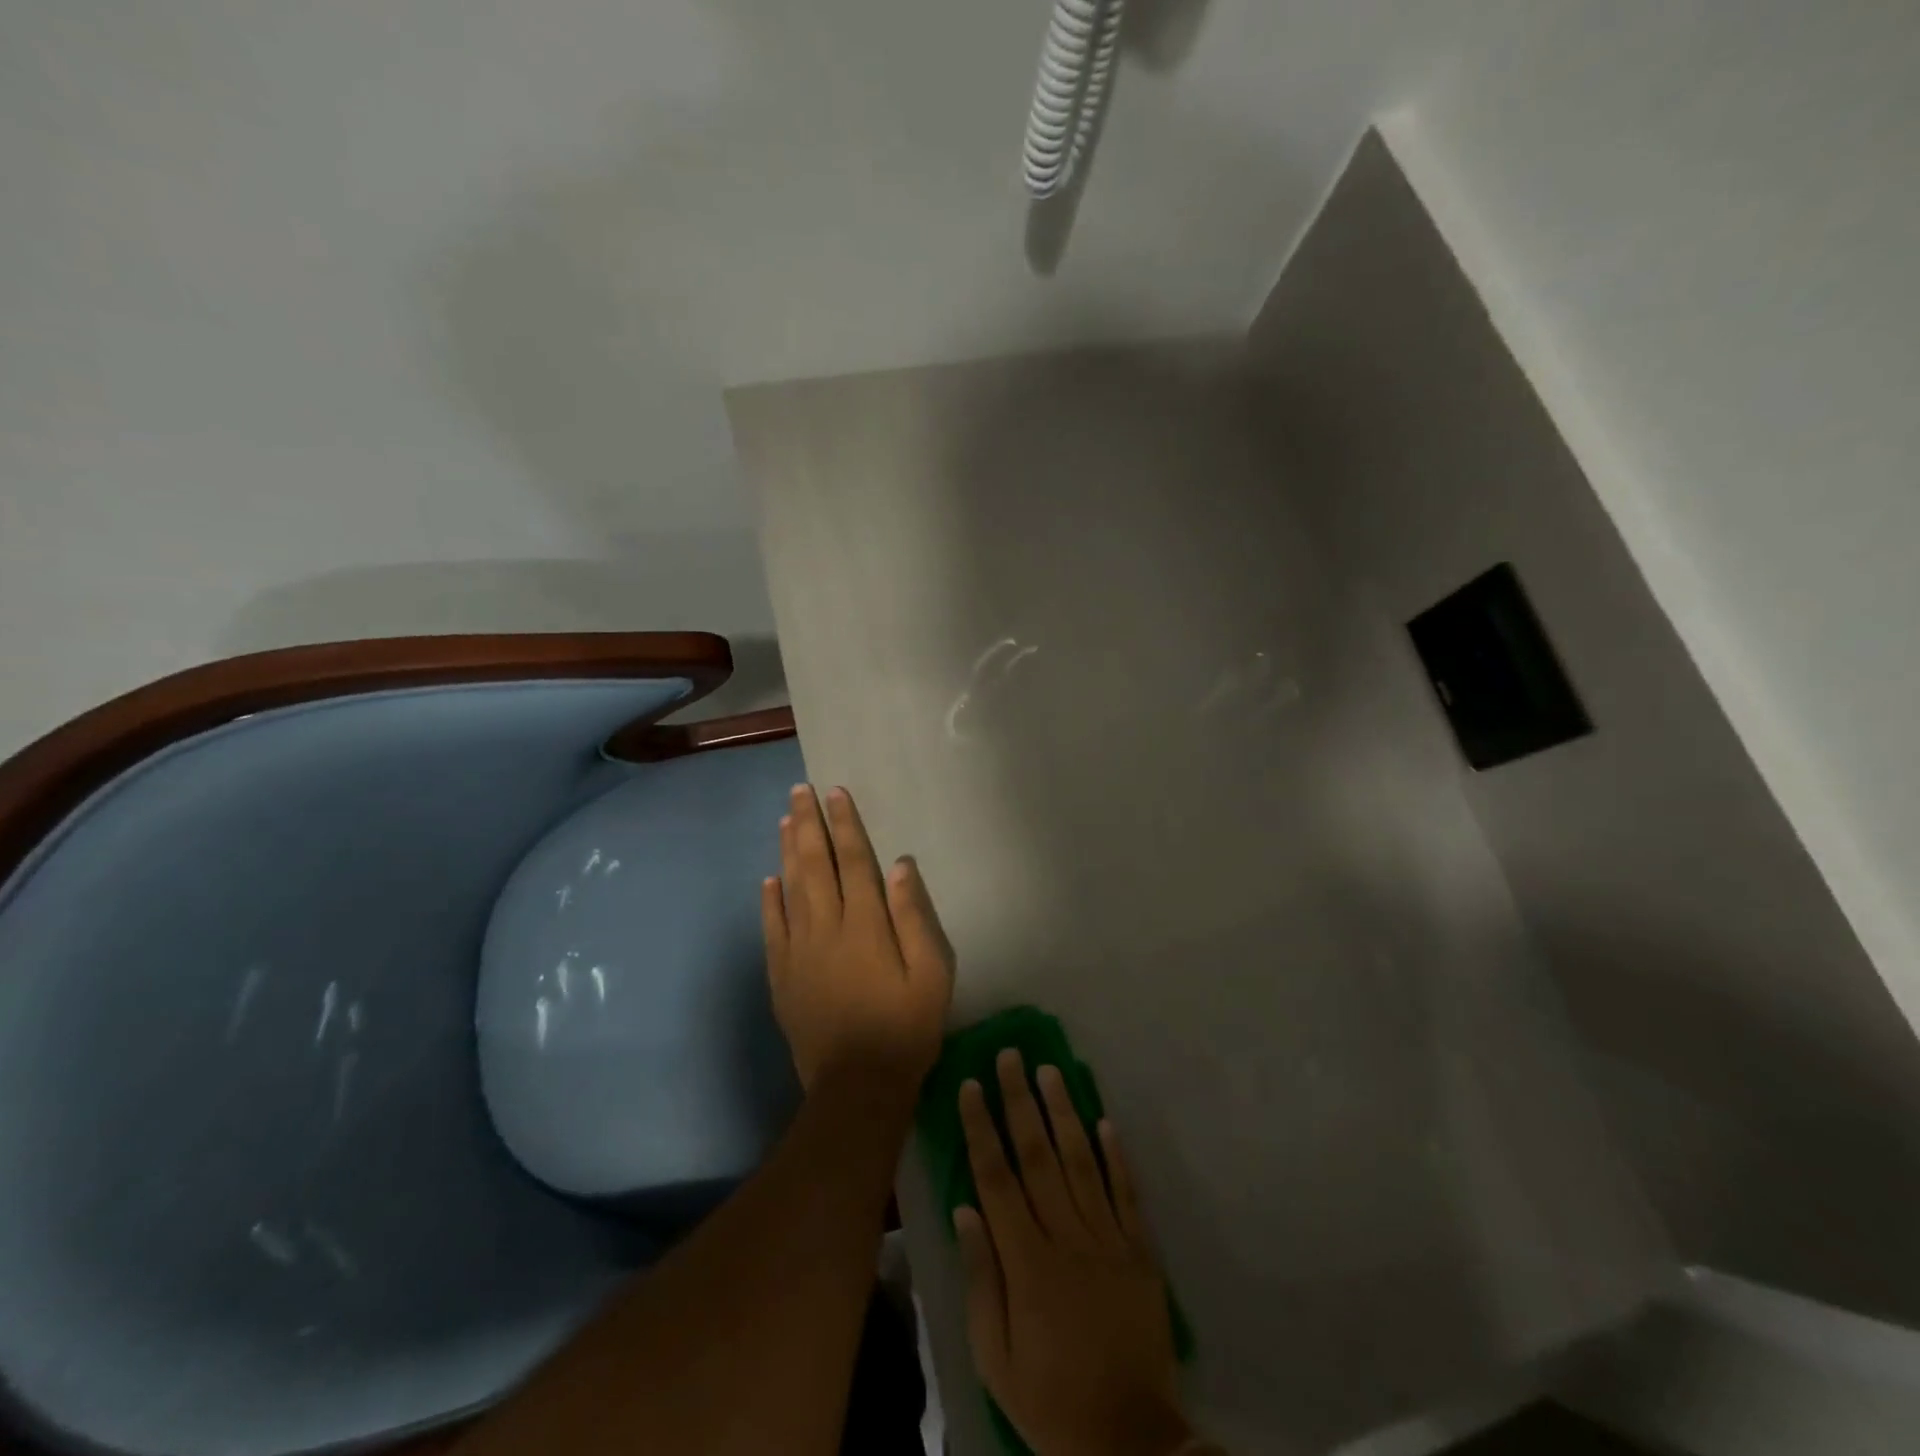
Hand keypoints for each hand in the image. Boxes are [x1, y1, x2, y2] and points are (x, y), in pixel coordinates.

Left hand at [762, 784, 954, 1097]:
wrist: (858, 1085)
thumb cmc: (906, 1026)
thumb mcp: (932, 973)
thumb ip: (914, 917)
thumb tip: (900, 866)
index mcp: (866, 923)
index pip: (853, 860)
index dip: (845, 824)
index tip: (835, 793)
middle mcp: (827, 927)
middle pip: (814, 865)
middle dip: (808, 824)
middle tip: (800, 791)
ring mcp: (799, 951)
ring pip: (790, 889)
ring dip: (787, 851)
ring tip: (784, 820)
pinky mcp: (782, 976)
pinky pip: (772, 928)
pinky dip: (769, 901)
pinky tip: (768, 881)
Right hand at [956, 1051, 1191, 1455]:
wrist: (1130, 1442)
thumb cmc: (1050, 1400)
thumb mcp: (995, 1358)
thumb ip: (981, 1279)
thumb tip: (965, 1208)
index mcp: (1027, 1262)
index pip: (997, 1178)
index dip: (982, 1128)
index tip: (972, 1085)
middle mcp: (1067, 1237)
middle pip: (1038, 1155)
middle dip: (1020, 1101)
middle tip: (1011, 1056)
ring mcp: (1108, 1239)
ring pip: (1081, 1161)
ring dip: (1063, 1112)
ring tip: (1049, 1070)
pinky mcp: (1140, 1251)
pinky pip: (1126, 1192)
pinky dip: (1115, 1154)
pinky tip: (1103, 1119)